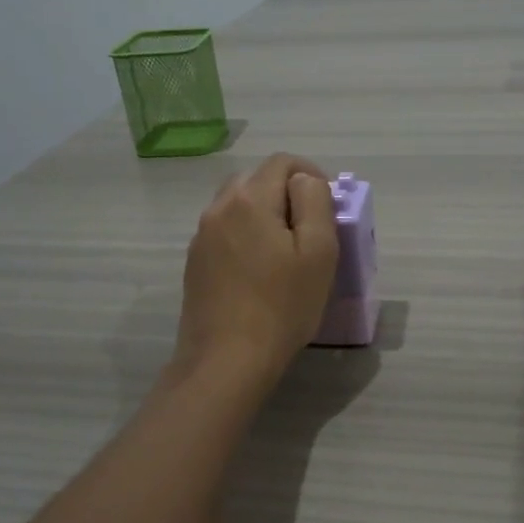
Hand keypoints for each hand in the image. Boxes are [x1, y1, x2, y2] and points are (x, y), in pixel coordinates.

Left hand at [173, 154, 338, 388]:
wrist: (226, 360)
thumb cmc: (282, 306)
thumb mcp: (318, 251)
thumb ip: (315, 202)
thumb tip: (305, 182)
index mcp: (249, 199)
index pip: (283, 161)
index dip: (311, 174)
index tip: (328, 205)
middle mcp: (218, 208)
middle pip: (256, 179)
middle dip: (286, 193)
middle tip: (310, 227)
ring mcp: (201, 236)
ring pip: (238, 205)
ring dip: (265, 214)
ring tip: (286, 250)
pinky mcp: (195, 263)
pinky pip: (225, 232)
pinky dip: (246, 235)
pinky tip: (260, 271)